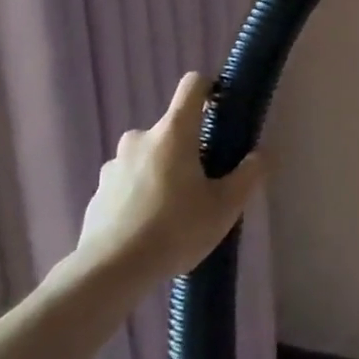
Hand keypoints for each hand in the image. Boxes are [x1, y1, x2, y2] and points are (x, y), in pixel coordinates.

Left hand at [74, 72, 265, 291]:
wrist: (110, 272)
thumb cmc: (175, 229)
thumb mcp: (225, 206)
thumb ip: (248, 175)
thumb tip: (260, 155)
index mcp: (174, 132)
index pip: (192, 86)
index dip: (209, 88)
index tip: (220, 109)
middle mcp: (140, 138)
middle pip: (172, 130)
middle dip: (187, 149)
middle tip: (203, 182)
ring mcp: (114, 165)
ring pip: (148, 158)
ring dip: (162, 173)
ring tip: (174, 211)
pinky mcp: (98, 192)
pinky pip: (128, 183)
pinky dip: (140, 196)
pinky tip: (148, 229)